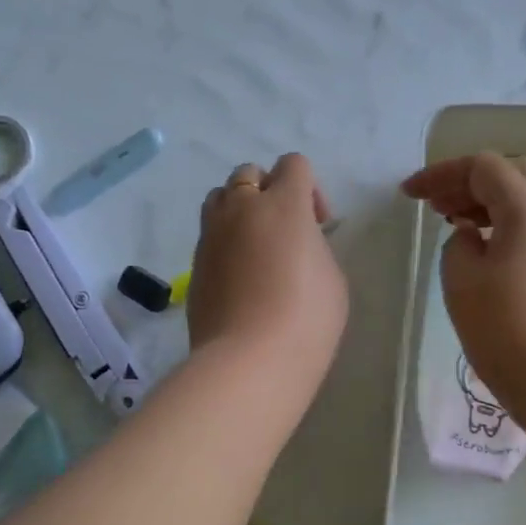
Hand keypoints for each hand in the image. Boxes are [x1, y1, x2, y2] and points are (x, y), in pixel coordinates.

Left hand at [190, 154, 348, 395]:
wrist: (249, 360)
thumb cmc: (306, 319)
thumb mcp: (331, 277)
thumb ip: (314, 245)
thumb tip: (296, 243)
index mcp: (283, 203)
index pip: (293, 164)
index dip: (309, 188)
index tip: (318, 225)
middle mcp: (241, 208)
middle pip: (249, 173)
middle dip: (269, 191)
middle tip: (285, 231)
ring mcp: (211, 234)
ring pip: (220, 197)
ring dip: (239, 209)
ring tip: (255, 246)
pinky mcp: (194, 263)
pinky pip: (209, 234)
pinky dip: (224, 241)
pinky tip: (239, 275)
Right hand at [400, 152, 525, 427]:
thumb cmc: (506, 331)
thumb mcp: (461, 281)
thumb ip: (458, 244)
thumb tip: (471, 235)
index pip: (484, 167)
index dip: (441, 174)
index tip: (409, 195)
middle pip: (516, 174)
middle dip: (472, 183)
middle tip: (438, 208)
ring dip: (494, 204)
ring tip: (460, 229)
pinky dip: (514, 227)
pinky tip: (493, 257)